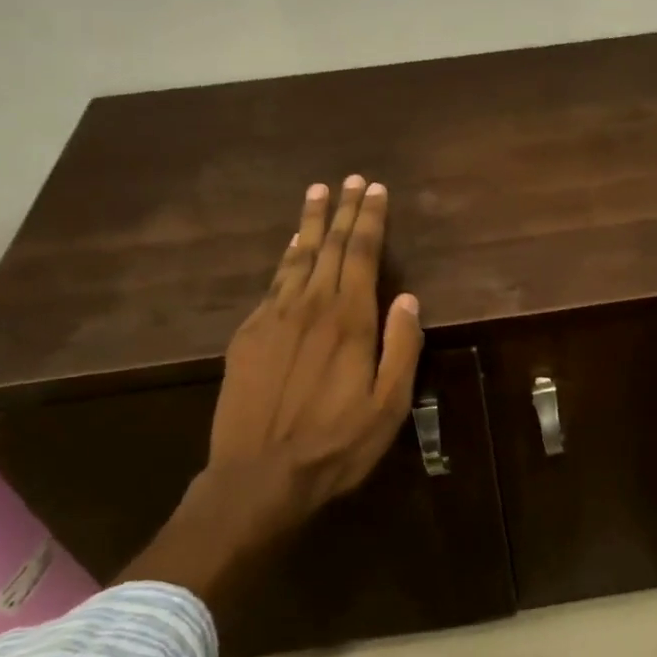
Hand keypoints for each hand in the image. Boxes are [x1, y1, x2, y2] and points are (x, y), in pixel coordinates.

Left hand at [138, 178, 422, 595]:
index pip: (362, 255)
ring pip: (296, 258)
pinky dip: (285, 258)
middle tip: (349, 180)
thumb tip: (408, 298)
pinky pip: (272, 283)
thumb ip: (401, 348)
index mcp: (349, 320)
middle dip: (342, 211)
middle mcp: (310, 307)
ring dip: (310, 224)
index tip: (375, 189)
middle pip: (329, 247)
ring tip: (316, 194)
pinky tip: (291, 248)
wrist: (257, 477)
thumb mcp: (388, 406)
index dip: (370, 219)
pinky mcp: (248, 335)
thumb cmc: (334, 445)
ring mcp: (273, 318)